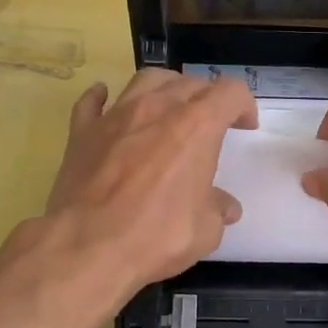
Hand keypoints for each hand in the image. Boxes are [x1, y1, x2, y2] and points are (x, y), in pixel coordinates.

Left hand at [42, 69, 256, 299]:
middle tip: (211, 122)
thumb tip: (225, 207)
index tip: (245, 126)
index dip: (243, 105)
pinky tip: (106, 102)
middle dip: (207, 97)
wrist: (87, 247)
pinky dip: (103, 98)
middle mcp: (157, 109)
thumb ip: (217, 209)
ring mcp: (116, 117)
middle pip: (190, 83)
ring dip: (165, 87)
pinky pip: (93, 102)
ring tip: (168, 106)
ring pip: (146, 80)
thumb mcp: (205, 230)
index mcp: (197, 126)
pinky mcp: (82, 132)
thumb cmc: (157, 236)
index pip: (230, 93)